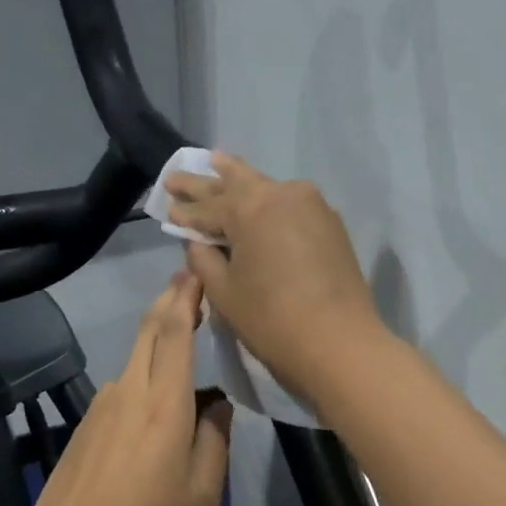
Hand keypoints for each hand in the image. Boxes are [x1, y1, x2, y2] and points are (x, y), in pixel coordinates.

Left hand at [24, 273, 231, 505]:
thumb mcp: (202, 494)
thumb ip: (215, 441)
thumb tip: (218, 407)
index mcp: (165, 403)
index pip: (176, 331)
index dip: (186, 296)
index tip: (197, 272)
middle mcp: (130, 389)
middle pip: (150, 330)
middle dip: (170, 300)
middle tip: (190, 283)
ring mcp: (102, 403)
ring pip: (136, 356)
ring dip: (159, 338)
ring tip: (185, 338)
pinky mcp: (86, 422)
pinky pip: (123, 384)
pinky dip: (145, 373)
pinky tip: (157, 398)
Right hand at [166, 154, 384, 397]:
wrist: (339, 343)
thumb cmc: (271, 320)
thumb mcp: (224, 293)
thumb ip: (203, 259)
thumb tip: (197, 240)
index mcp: (249, 208)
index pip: (206, 206)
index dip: (184, 210)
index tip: (166, 204)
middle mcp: (280, 194)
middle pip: (235, 184)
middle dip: (205, 181)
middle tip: (178, 175)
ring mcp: (310, 204)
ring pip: (265, 186)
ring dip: (238, 177)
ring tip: (217, 161)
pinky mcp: (329, 222)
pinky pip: (289, 201)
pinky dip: (267, 198)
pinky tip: (257, 195)